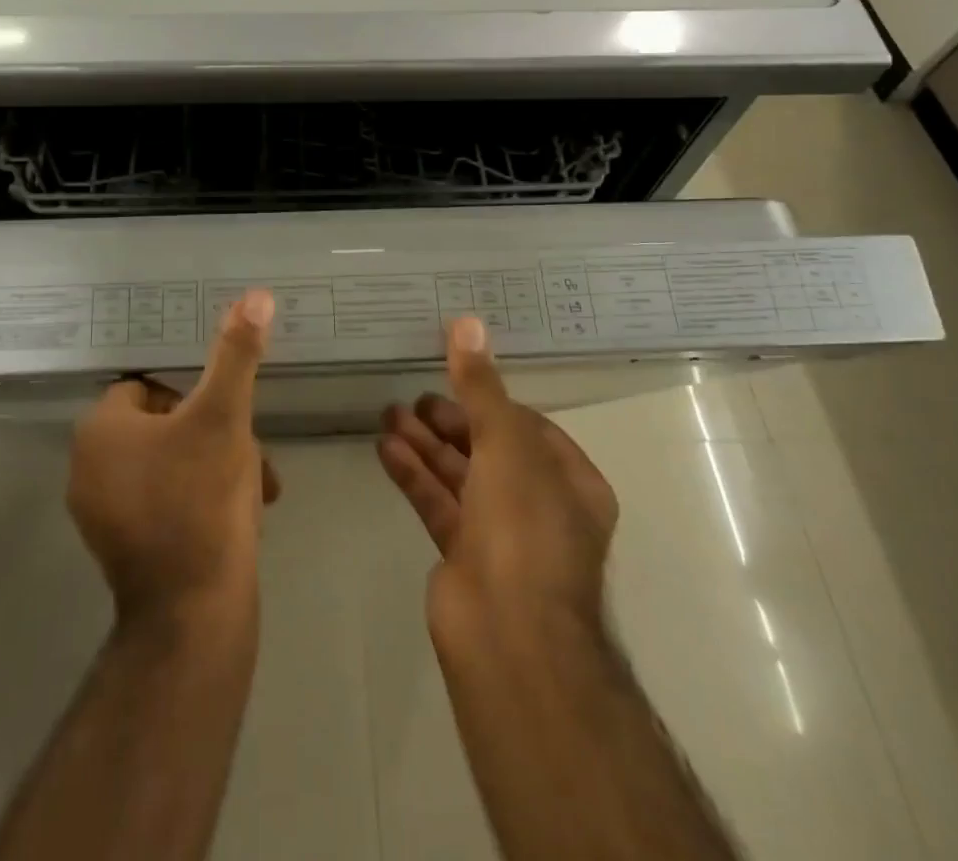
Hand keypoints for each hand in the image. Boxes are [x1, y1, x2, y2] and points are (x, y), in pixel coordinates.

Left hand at [68, 290, 281, 632]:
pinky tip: (241, 514)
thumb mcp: (225, 415)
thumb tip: (255, 295)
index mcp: (99, 430)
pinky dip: (201, 498)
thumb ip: (236, 354)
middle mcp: (88, 467)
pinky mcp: (121, 547)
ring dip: (216, 465)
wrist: (195, 615)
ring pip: (171, 462)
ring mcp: (102, 512)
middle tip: (252, 455)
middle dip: (215, 434)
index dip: (196, 396)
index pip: (152, 387)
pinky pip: (164, 499)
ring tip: (258, 486)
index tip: (230, 418)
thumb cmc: (203, 500)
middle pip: (166, 425)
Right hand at [377, 316, 617, 651]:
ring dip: (426, 444)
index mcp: (571, 482)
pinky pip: (438, 503)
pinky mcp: (465, 557)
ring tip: (388, 414)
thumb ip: (481, 386)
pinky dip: (414, 475)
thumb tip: (467, 322)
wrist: (508, 634)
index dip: (491, 399)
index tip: (454, 375)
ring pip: (460, 475)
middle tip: (413, 399)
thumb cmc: (523, 527)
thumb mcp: (505, 443)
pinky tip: (386, 448)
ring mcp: (502, 535)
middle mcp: (541, 506)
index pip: (528, 426)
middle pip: (490, 449)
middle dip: (450, 421)